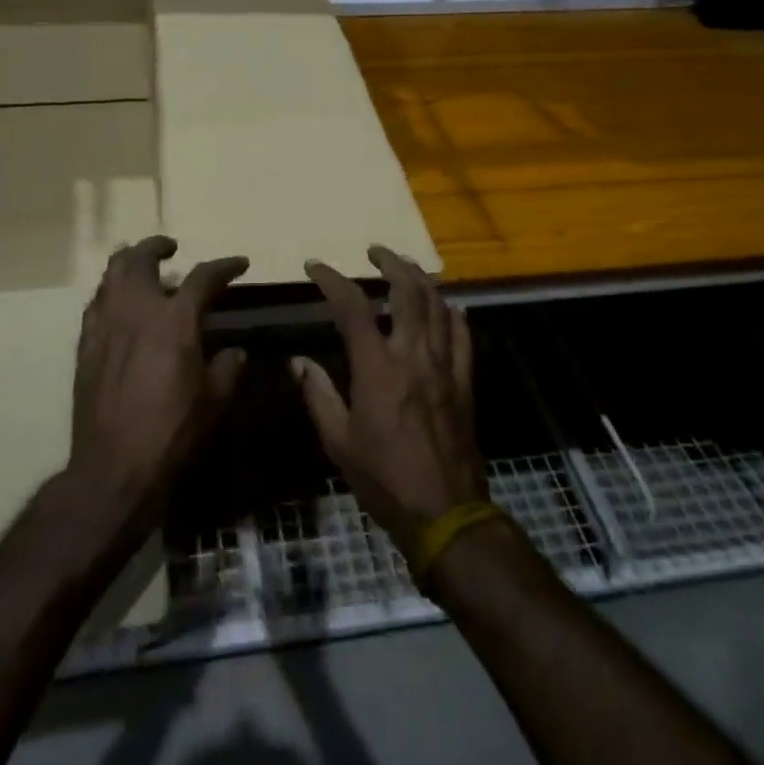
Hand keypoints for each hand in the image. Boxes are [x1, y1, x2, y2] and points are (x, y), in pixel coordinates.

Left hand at [68, 236, 248, 528]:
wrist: (114, 466)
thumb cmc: (172, 432)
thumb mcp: (214, 402)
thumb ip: (227, 368)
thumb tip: (234, 352)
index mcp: (174, 320)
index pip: (203, 277)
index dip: (225, 266)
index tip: (239, 264)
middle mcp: (136, 311)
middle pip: (140, 258)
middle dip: (157, 246)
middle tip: (170, 249)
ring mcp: (105, 325)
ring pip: (111, 274)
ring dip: (128, 262)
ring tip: (140, 266)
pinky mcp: (86, 344)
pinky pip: (96, 303)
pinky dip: (110, 292)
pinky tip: (118, 304)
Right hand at [293, 246, 487, 552]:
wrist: (446, 513)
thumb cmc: (385, 479)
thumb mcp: (339, 442)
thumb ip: (317, 395)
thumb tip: (297, 362)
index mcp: (377, 368)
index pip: (352, 306)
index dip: (331, 279)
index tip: (315, 268)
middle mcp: (414, 355)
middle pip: (408, 291)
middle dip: (390, 263)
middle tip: (375, 251)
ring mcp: (445, 366)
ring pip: (438, 305)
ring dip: (420, 278)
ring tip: (406, 267)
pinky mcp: (466, 381)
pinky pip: (463, 334)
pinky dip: (452, 312)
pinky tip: (445, 306)